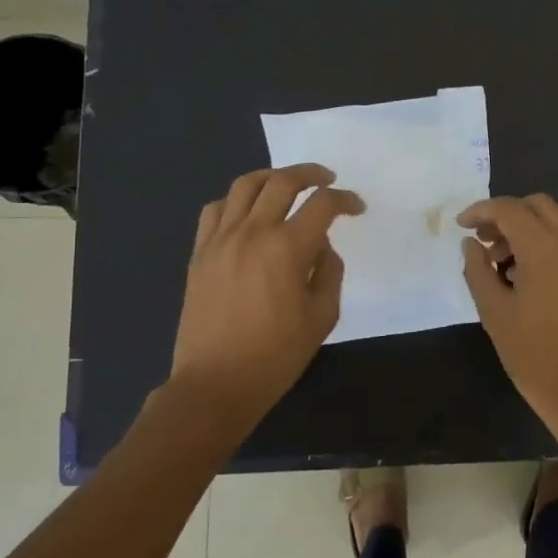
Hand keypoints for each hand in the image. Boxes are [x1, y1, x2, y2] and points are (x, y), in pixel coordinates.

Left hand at [168, 164, 363, 427]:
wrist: (215, 383)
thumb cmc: (275, 356)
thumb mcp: (322, 317)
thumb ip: (329, 272)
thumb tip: (321, 246)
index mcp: (286, 248)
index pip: (322, 205)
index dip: (345, 199)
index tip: (357, 207)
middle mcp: (252, 232)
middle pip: (281, 182)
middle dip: (310, 174)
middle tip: (327, 179)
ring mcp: (220, 240)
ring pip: (244, 186)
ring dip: (271, 177)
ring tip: (286, 184)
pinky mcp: (200, 253)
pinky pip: (215, 209)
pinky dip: (235, 201)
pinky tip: (247, 212)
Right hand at [458, 194, 557, 434]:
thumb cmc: (534, 355)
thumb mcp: (494, 313)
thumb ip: (478, 270)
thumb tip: (471, 244)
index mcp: (546, 250)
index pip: (510, 209)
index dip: (481, 211)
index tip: (461, 226)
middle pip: (537, 206)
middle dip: (506, 215)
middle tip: (483, 241)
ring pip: (553, 224)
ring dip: (524, 231)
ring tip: (499, 267)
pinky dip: (541, 247)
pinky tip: (523, 280)